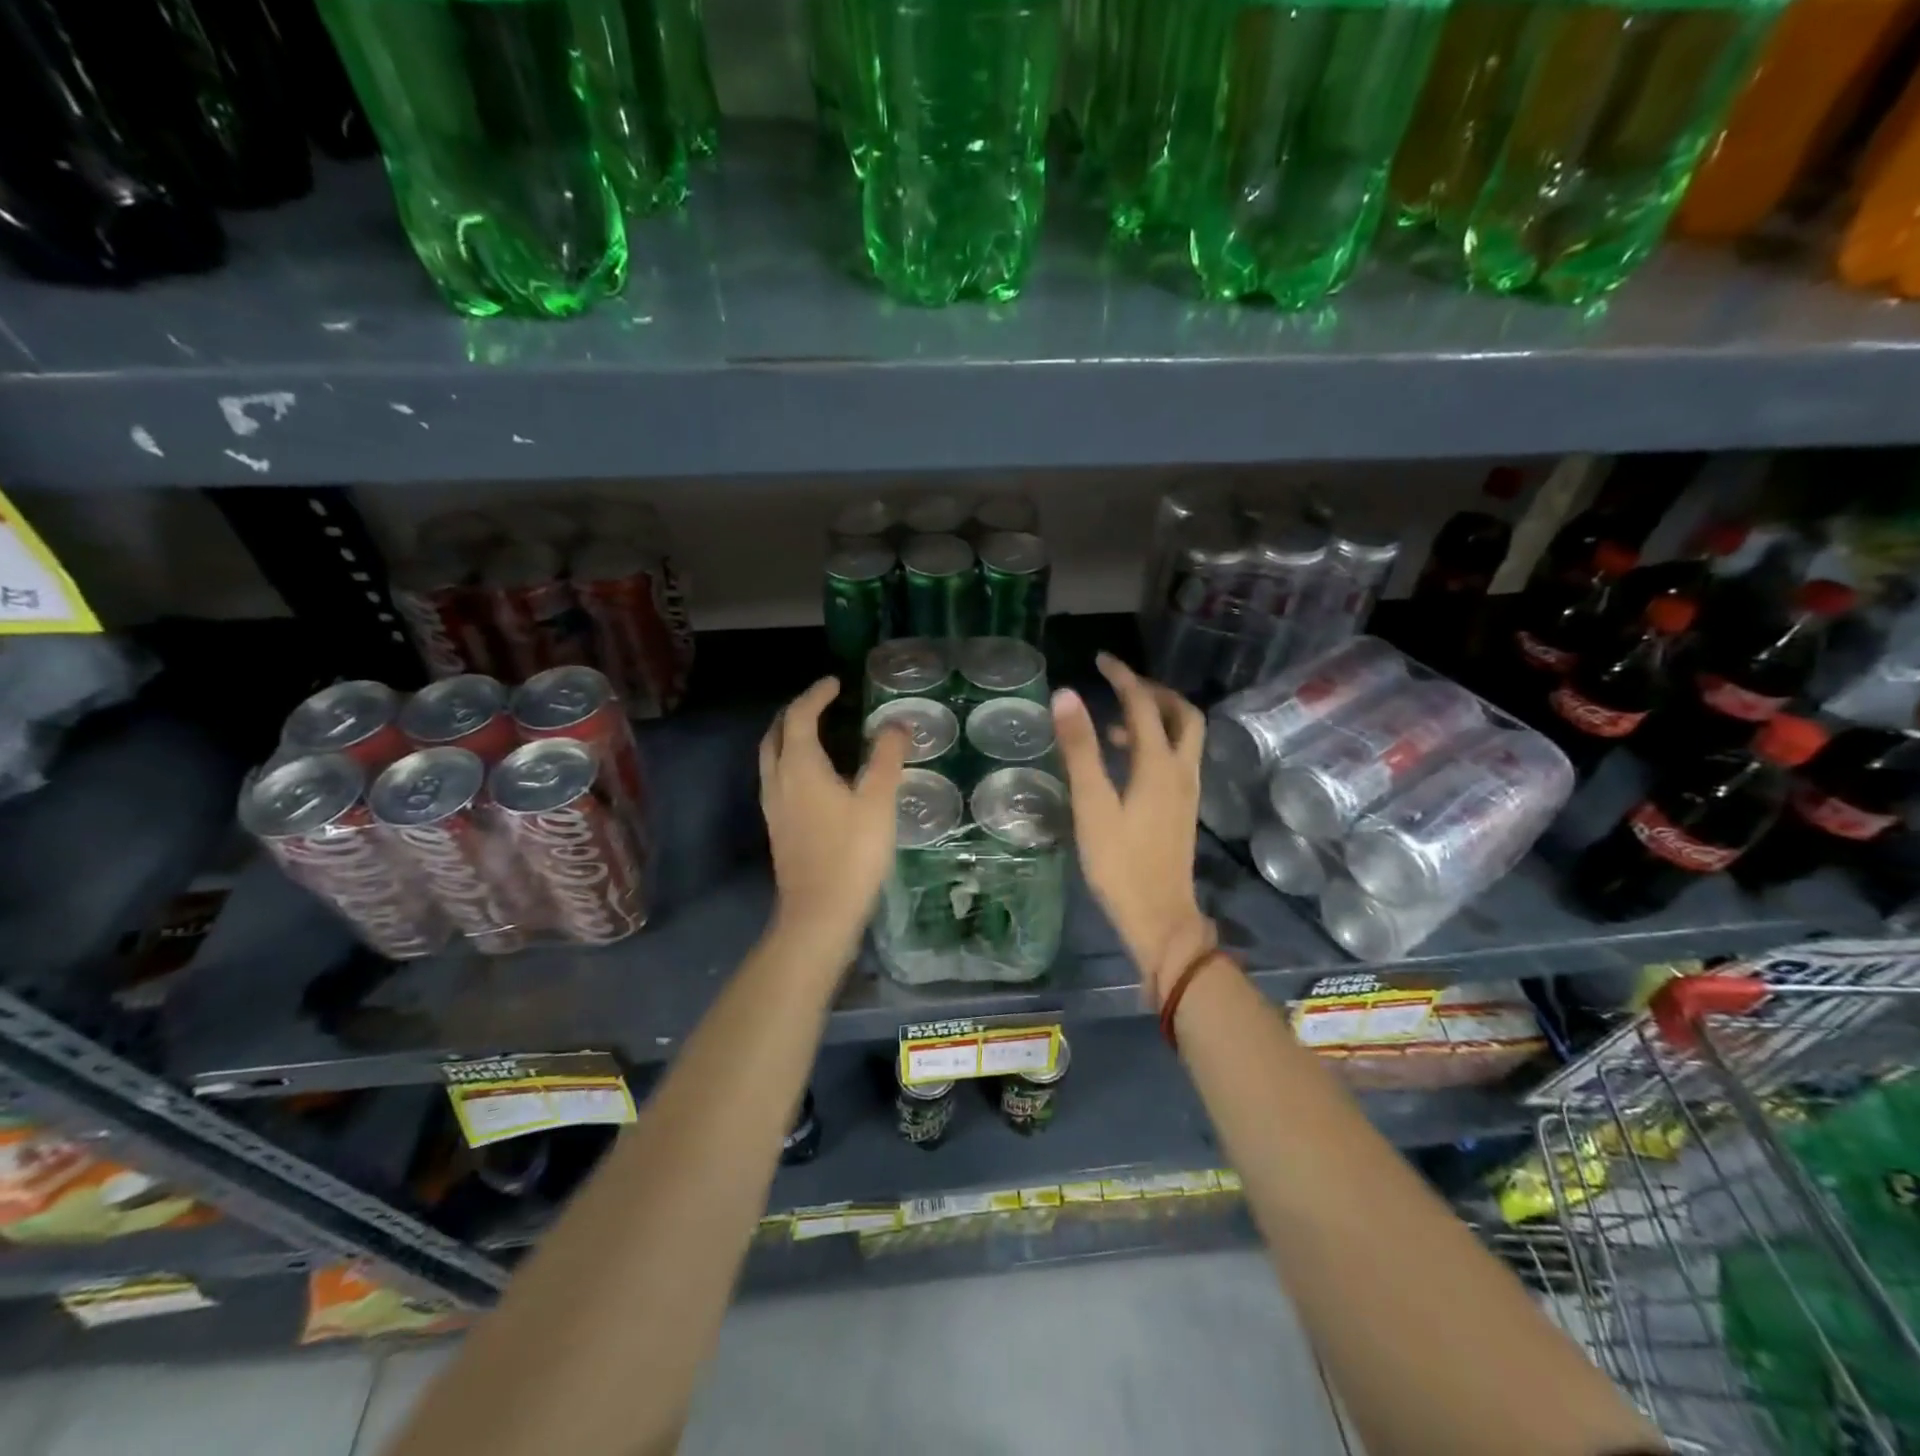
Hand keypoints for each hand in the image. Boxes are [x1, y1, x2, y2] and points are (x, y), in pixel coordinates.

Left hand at [760, 678, 907, 959]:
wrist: (819, 913)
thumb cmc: (851, 853)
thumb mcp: (877, 801)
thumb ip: (887, 757)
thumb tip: (896, 724)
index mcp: (799, 767)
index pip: (800, 716)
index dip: (816, 695)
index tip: (835, 683)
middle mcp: (778, 780)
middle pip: (776, 734)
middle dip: (795, 712)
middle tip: (822, 703)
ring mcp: (773, 806)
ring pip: (772, 758)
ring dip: (789, 737)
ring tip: (817, 732)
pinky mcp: (778, 828)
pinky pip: (777, 779)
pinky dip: (791, 761)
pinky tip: (815, 777)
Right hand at [1051, 654, 1213, 1001]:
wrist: (1159, 918)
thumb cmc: (1120, 863)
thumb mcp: (1092, 805)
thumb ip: (1080, 749)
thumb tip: (1066, 695)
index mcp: (1159, 765)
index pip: (1144, 705)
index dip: (1123, 677)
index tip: (1100, 660)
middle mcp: (1181, 771)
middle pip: (1182, 715)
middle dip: (1154, 692)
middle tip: (1120, 685)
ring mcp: (1186, 792)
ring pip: (1183, 738)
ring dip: (1156, 718)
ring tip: (1113, 723)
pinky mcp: (1182, 810)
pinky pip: (1176, 759)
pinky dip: (1155, 744)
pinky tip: (1125, 763)